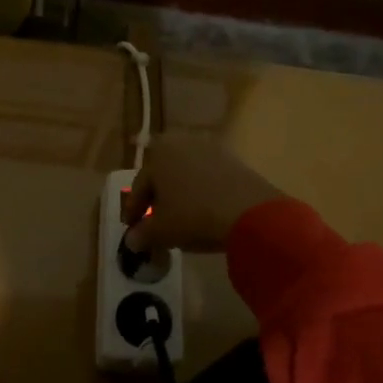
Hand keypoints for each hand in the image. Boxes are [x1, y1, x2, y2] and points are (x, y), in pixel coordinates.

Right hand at [121, 135, 283, 253]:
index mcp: (159, 152)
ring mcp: (212, 149)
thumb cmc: (194, 216)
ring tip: (180, 220)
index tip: (132, 230)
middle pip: (163, 176)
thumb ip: (142, 234)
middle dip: (157, 200)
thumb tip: (132, 240)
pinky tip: (203, 213)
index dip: (134, 211)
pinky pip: (208, 178)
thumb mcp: (161, 231)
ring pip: (186, 176)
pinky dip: (201, 193)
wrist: (251, 213)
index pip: (140, 185)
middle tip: (154, 224)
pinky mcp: (235, 161)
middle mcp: (183, 142)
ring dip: (180, 195)